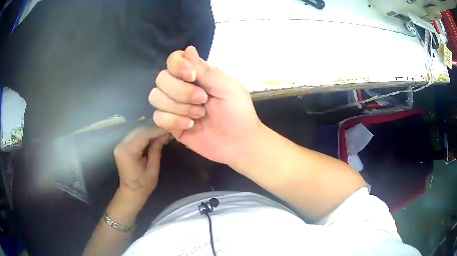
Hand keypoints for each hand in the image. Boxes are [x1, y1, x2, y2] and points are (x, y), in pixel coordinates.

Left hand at [113, 127, 168, 200]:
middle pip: (139, 131)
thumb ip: (156, 150)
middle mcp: (121, 145)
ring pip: (137, 131)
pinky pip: (134, 136)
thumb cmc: (143, 185)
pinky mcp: (122, 145)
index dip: (157, 130)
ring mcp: (120, 145)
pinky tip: (154, 135)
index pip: (143, 135)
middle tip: (168, 128)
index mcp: (128, 153)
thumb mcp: (153, 169)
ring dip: (150, 130)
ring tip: (163, 131)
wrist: (131, 192)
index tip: (170, 127)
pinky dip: (145, 134)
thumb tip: (165, 134)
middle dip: (154, 128)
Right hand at [150, 46, 262, 164]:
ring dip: (178, 106)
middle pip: (161, 78)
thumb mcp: (227, 87)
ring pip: (155, 97)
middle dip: (181, 91)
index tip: (192, 77)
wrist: (238, 143)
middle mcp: (181, 87)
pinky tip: (190, 126)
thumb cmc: (238, 112)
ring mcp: (174, 106)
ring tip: (199, 115)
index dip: (177, 66)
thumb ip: (206, 70)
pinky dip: (173, 121)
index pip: (173, 60)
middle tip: (203, 100)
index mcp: (196, 74)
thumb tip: (187, 49)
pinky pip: (157, 117)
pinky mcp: (171, 124)